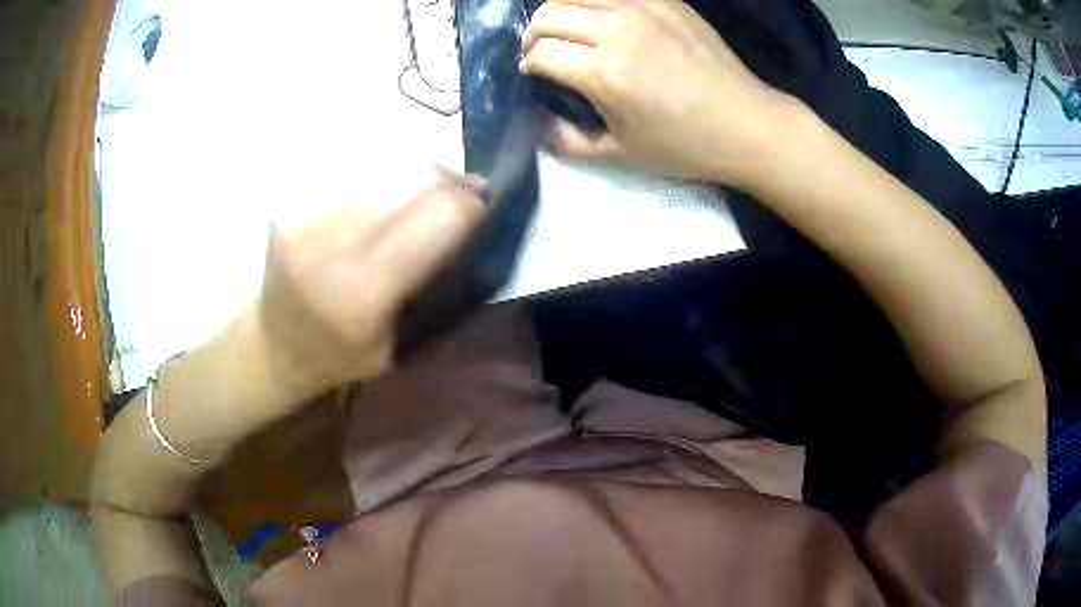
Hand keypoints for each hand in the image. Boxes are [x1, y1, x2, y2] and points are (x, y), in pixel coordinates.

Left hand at [257, 168, 483, 394]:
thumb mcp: (400, 345)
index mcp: (363, 294)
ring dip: (418, 175)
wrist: (274, 344)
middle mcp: (330, 244)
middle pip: (415, 176)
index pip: (441, 217)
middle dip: (451, 179)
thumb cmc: (342, 356)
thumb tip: (469, 219)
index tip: (485, 206)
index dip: (473, 205)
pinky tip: (384, 199)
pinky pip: (355, 172)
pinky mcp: (291, 202)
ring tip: (425, 193)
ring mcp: (305, 215)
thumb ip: (434, 287)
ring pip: (386, 165)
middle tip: (464, 190)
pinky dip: (383, 179)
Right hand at [521, 0, 792, 184]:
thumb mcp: (621, 154)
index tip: (537, 75)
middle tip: (544, 52)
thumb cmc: (685, 145)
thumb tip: (538, 122)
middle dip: (534, 34)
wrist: (747, 123)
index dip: (529, 66)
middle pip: (549, 14)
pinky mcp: (666, 0)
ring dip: (559, 12)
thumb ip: (567, 140)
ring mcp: (644, 8)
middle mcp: (618, 30)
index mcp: (605, 72)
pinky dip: (594, 4)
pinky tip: (602, 21)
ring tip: (568, 32)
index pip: (541, 53)